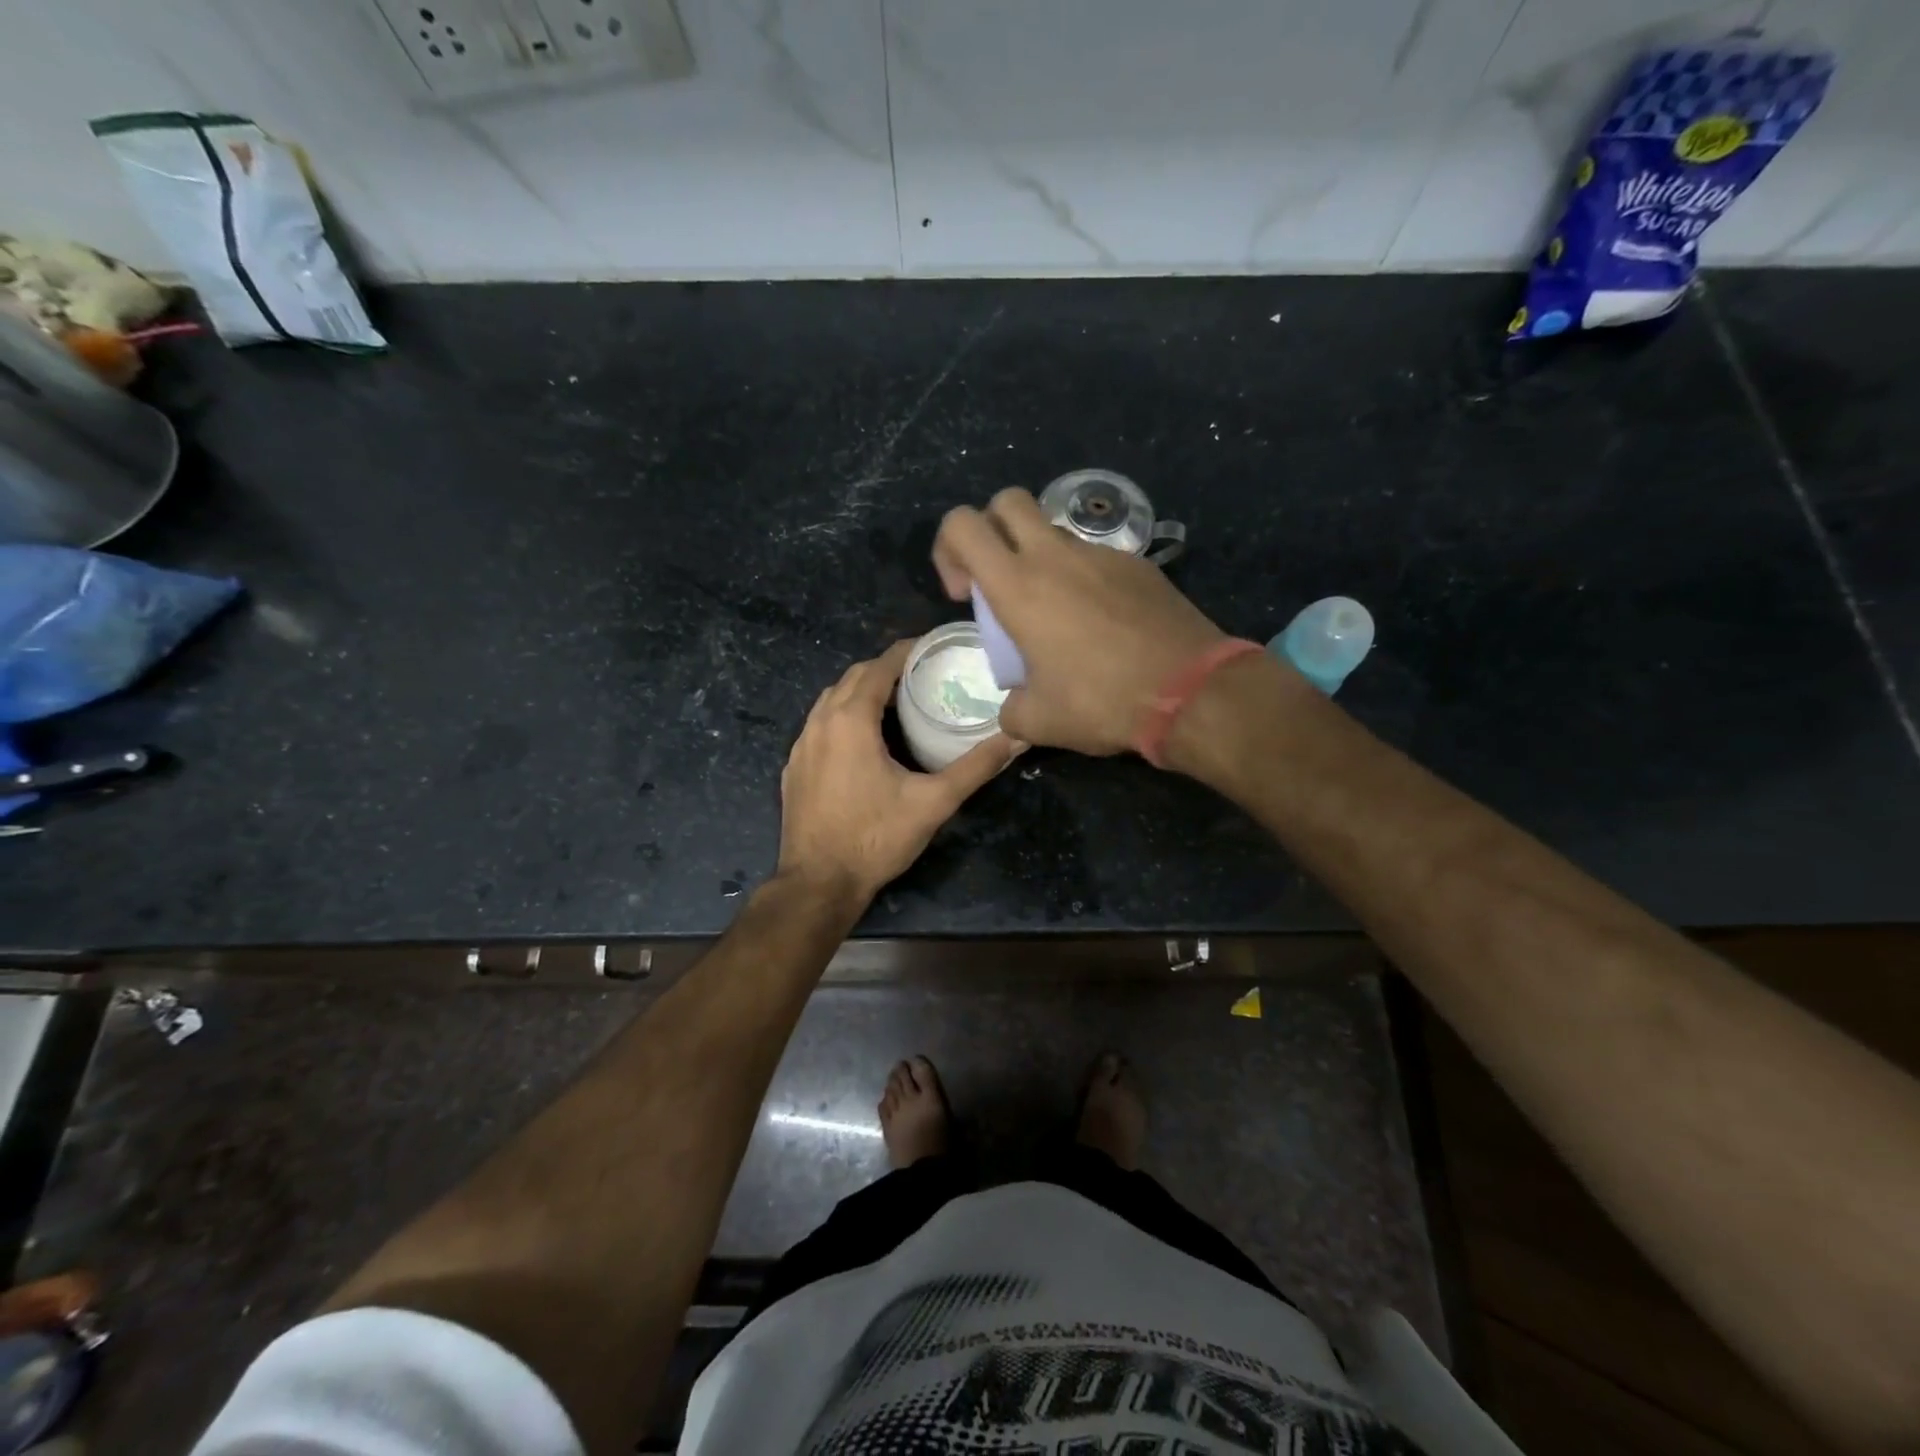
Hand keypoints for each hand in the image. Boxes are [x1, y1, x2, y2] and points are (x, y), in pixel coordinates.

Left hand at [777, 640, 1021, 902]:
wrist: (819, 883)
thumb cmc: (876, 838)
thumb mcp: (933, 802)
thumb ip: (976, 767)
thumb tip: (1017, 737)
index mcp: (850, 720)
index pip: (878, 667)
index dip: (905, 652)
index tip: (932, 647)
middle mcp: (819, 722)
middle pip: (853, 677)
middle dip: (884, 669)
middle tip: (921, 675)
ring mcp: (801, 745)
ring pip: (831, 700)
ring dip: (861, 692)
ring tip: (896, 703)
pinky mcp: (794, 768)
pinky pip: (819, 725)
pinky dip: (842, 716)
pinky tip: (863, 740)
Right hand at [933, 488, 1226, 754]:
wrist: (1191, 692)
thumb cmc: (1102, 701)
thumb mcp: (1039, 721)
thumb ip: (1011, 709)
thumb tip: (1014, 706)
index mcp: (1019, 586)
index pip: (962, 525)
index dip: (948, 549)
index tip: (964, 594)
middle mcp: (1056, 556)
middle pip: (1007, 502)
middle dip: (991, 530)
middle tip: (1000, 582)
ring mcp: (1102, 555)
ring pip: (1054, 531)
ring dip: (1040, 559)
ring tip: (1056, 615)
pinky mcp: (1139, 565)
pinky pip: (1096, 558)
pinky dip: (1083, 579)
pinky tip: (1102, 626)